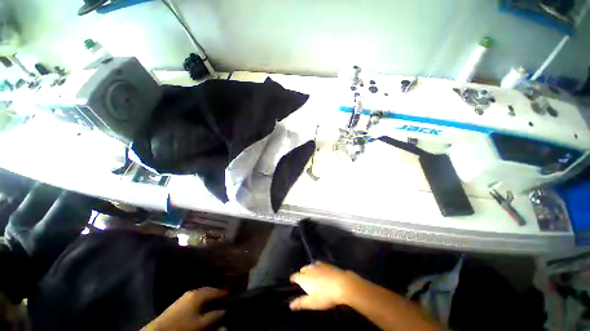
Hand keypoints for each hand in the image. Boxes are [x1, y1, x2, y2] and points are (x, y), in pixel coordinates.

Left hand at [142, 287, 226, 330]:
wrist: (159, 330)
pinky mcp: (180, 301)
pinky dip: (202, 299)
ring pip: (201, 293)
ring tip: (214, 301)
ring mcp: (185, 296)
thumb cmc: (182, 326)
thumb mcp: (200, 324)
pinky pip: (195, 297)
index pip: (215, 291)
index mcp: (198, 295)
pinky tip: (202, 305)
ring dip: (209, 296)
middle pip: (208, 290)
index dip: (223, 293)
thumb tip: (224, 310)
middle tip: (223, 297)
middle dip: (216, 293)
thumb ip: (214, 316)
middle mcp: (193, 292)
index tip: (231, 294)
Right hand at [289, 262, 357, 310]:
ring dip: (309, 270)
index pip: (295, 276)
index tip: (292, 281)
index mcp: (304, 278)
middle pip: (303, 270)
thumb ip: (301, 303)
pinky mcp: (327, 264)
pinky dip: (317, 268)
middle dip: (301, 274)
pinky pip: (319, 264)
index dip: (293, 279)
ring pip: (311, 266)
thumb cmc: (325, 295)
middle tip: (302, 280)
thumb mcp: (312, 303)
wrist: (342, 284)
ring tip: (311, 276)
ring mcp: (319, 265)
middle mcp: (310, 269)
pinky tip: (321, 272)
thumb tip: (290, 305)